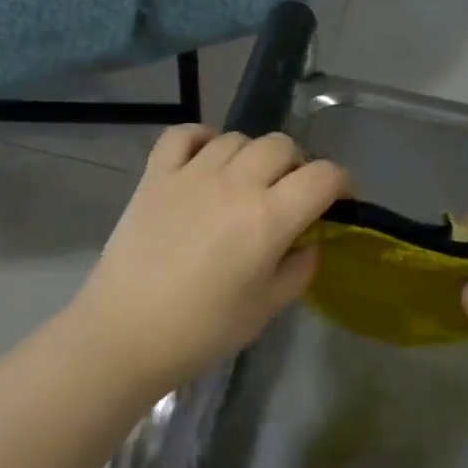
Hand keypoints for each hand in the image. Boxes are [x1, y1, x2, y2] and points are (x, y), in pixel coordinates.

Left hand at [70, 125, 347, 396]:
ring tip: (246, 184)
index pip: (323, 176)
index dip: (341, 184)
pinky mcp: (155, 175)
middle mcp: (235, 183)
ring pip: (237, 138)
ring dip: (253, 156)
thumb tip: (308, 241)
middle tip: (290, 196)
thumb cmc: (203, 330)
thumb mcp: (268, 308)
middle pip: (282, 146)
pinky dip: (202, 138)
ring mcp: (191, 174)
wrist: (125, 333)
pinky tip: (206, 159)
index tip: (340, 201)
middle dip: (297, 167)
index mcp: (269, 217)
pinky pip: (184, 134)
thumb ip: (300, 267)